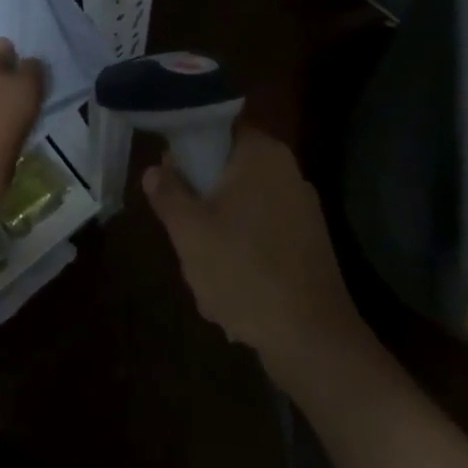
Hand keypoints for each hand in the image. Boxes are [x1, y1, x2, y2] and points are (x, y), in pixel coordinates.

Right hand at [144, 127, 363, 379]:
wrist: (312, 339)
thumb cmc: (244, 272)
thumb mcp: (189, 231)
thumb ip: (168, 193)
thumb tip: (155, 169)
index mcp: (261, 154)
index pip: (216, 128)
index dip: (186, 147)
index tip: (167, 176)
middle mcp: (286, 171)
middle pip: (226, 170)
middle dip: (200, 199)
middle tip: (181, 228)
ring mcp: (301, 208)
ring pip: (240, 206)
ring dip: (217, 231)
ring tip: (203, 268)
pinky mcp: (307, 242)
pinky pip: (260, 233)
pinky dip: (241, 252)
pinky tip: (230, 288)